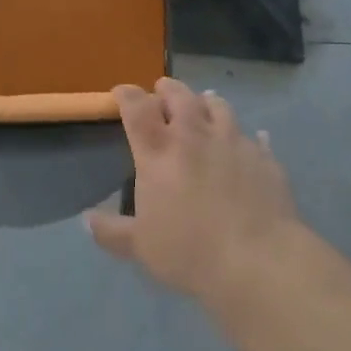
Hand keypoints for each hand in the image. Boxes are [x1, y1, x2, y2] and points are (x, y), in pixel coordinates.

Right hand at [87, 78, 298, 302]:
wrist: (257, 260)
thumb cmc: (189, 251)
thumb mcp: (140, 247)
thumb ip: (112, 231)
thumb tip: (86, 221)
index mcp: (158, 152)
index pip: (137, 108)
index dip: (127, 94)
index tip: (122, 92)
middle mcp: (194, 136)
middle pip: (179, 96)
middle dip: (168, 89)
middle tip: (163, 91)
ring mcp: (233, 142)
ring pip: (218, 106)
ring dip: (206, 102)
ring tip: (203, 104)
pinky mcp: (264, 157)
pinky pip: (255, 137)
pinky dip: (248, 136)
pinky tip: (252, 140)